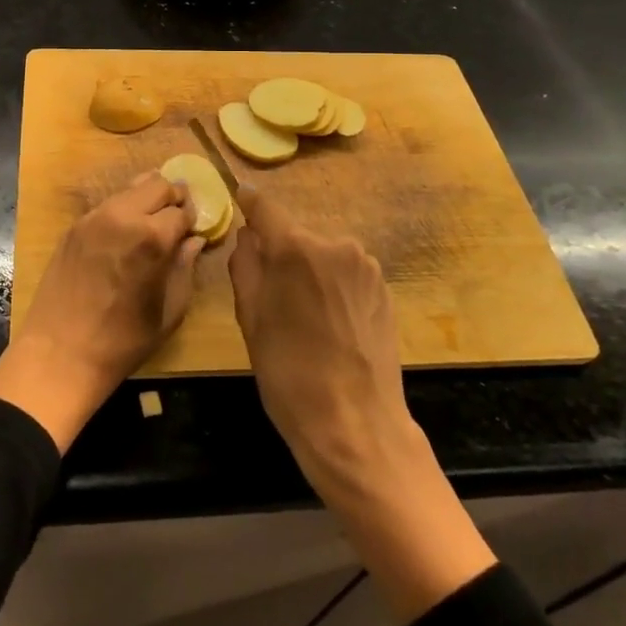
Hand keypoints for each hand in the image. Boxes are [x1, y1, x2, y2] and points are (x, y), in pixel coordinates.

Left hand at [0, 172, 202, 450]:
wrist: (60, 353)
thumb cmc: (122, 341)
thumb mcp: (168, 311)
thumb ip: (184, 268)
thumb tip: (194, 240)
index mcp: (151, 238)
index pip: (182, 210)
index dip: (192, 220)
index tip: (193, 232)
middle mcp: (122, 216)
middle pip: (157, 183)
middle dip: (173, 196)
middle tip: (178, 218)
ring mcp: (94, 217)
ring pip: (130, 188)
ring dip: (147, 198)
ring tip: (153, 221)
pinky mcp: (75, 226)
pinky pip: (108, 204)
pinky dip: (123, 209)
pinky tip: (125, 234)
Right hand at [228, 186, 409, 486]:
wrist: (356, 426)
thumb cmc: (289, 373)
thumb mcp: (250, 319)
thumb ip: (245, 265)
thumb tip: (248, 236)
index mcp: (295, 248)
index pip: (266, 207)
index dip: (250, 203)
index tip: (241, 198)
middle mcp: (335, 244)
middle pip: (296, 235)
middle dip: (282, 253)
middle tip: (273, 293)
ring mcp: (365, 266)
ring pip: (324, 255)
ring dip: (311, 271)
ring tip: (306, 316)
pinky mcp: (384, 288)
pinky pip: (347, 273)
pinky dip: (334, 286)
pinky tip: (332, 324)